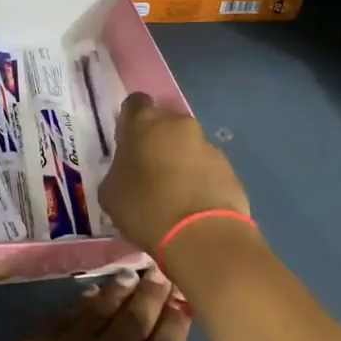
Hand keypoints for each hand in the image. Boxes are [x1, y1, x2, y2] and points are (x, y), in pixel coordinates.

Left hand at [0, 272, 217, 340]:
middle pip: (136, 316)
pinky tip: (90, 295)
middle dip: (151, 293)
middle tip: (160, 272)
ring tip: (130, 274)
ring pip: (101, 307)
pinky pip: (66, 313)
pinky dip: (83, 300)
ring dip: (119, 290)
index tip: (182, 299)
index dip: (176, 318)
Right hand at [99, 93, 252, 255]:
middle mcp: (178, 125)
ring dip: (180, 161)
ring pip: (188, 146)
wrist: (202, 237)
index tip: (127, 142)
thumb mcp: (110, 193)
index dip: (130, 120)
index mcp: (144, 122)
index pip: (135, 103)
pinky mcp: (230, 169)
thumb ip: (117, 171)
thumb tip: (127, 170)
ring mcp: (208, 145)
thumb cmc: (146, 208)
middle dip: (157, 141)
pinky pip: (207, 168)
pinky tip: (193, 205)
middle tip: (148, 170)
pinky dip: (200, 180)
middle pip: (165, 124)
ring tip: (173, 193)